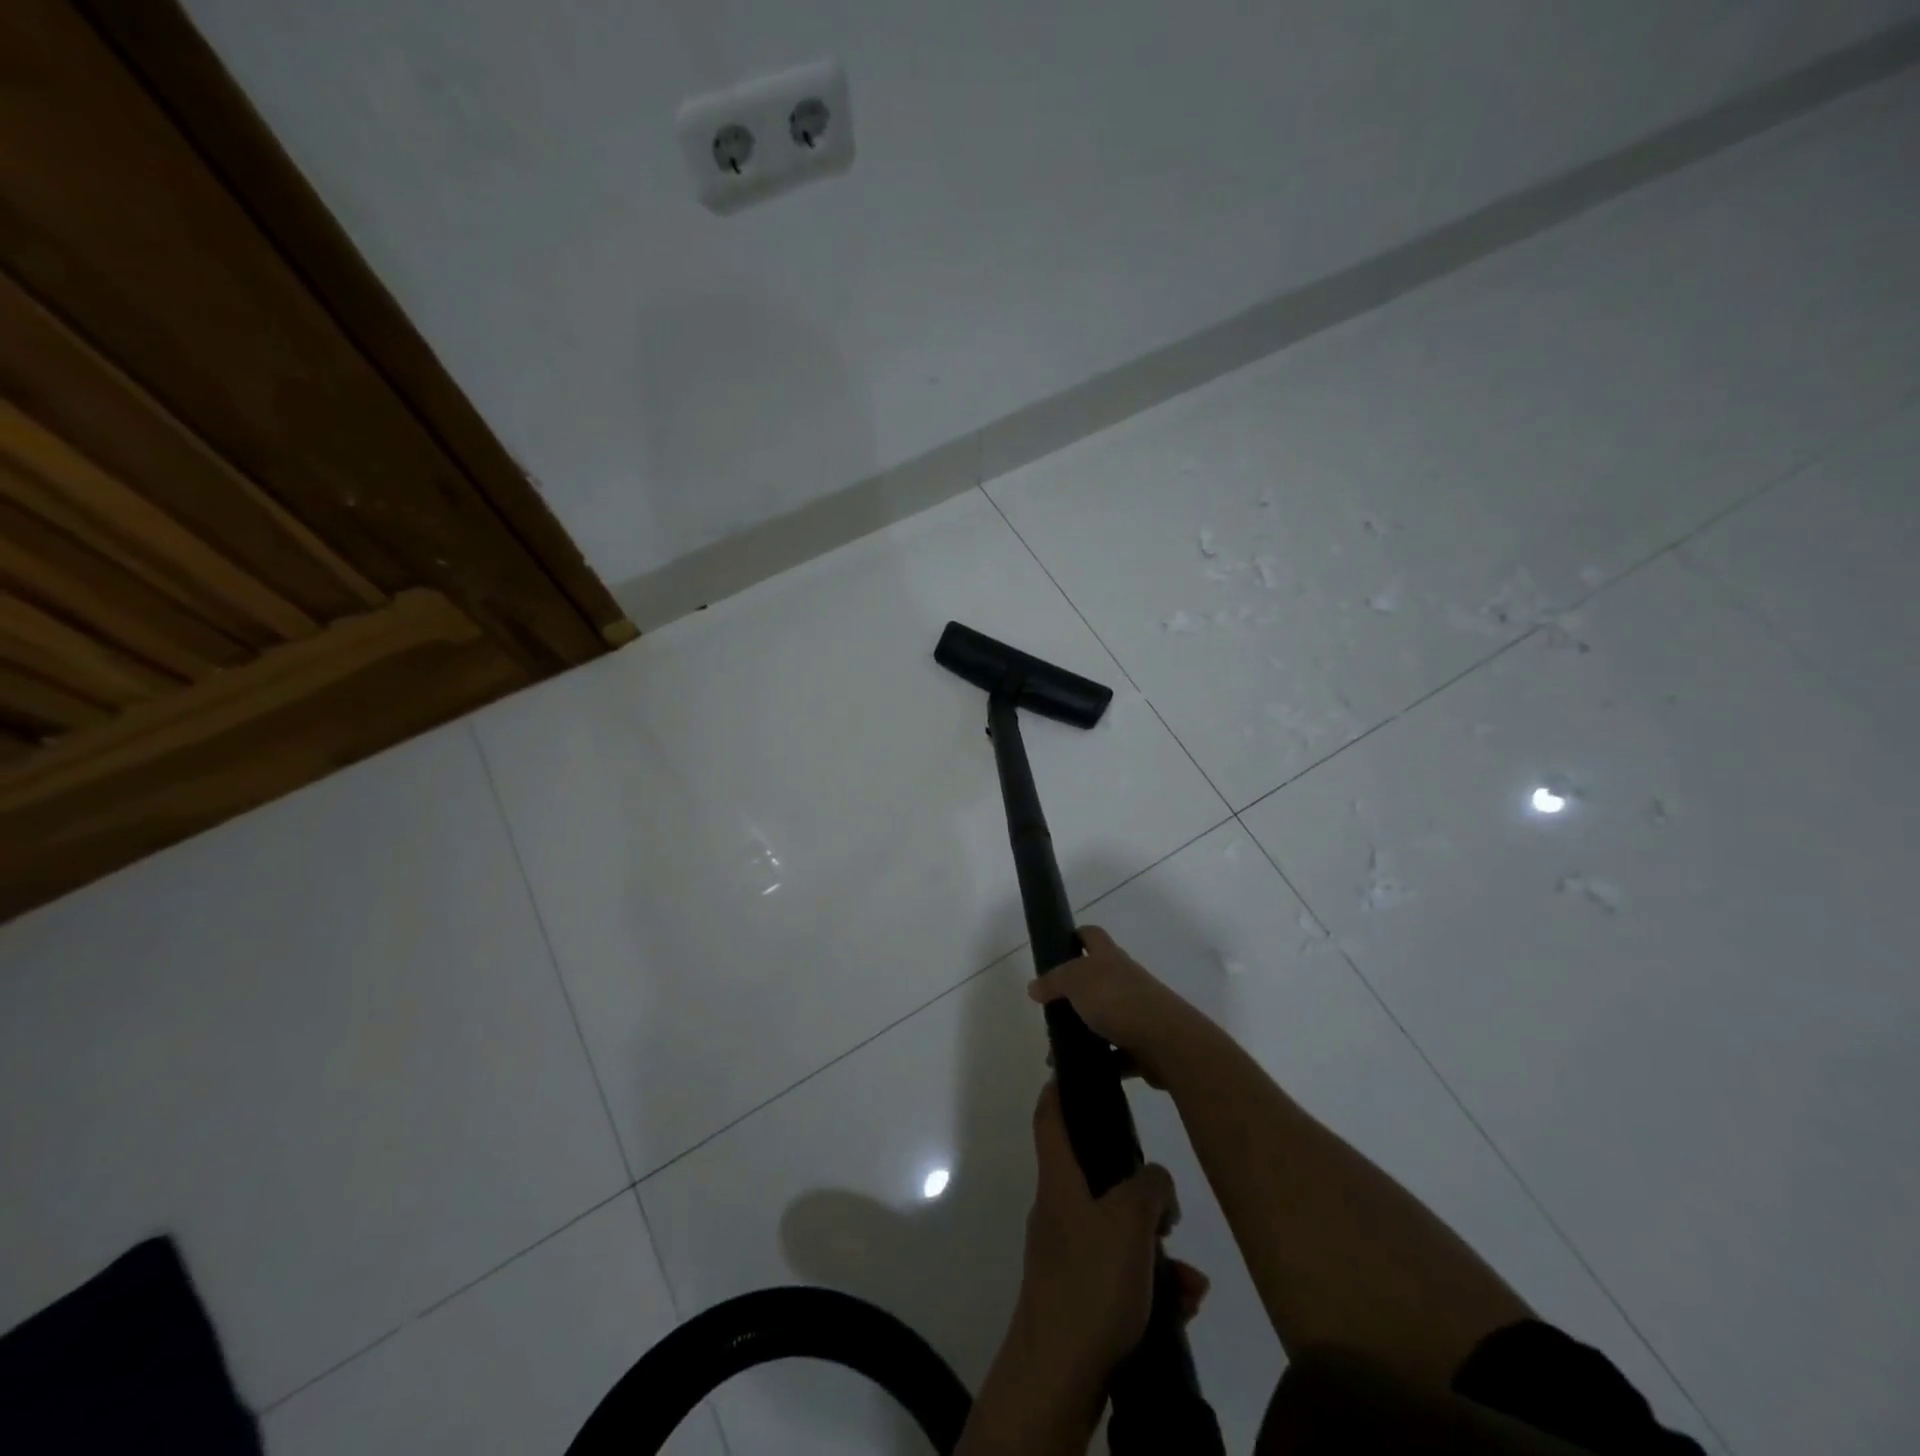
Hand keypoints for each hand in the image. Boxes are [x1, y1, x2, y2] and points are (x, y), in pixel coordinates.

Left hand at [1015, 1081, 1208, 1391]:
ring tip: (1190, 1278)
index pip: (1049, 1114)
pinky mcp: (1082, 1296)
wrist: (1058, 1377)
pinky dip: (1153, 1285)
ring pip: (1118, 1231)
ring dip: (1157, 1250)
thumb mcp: (1129, 1222)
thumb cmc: (1089, 1284)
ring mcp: (1068, 1254)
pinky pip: (1123, 1274)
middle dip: (1139, 1190)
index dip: (1060, 1086)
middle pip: (1095, 1175)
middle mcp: (1059, 1209)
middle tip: (1169, 1209)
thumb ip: (1149, 1186)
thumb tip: (1154, 1181)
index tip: (1080, 1070)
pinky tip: (1185, 1305)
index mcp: (1059, 1180)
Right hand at [1028, 926, 1202, 1087]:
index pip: (1092, 935)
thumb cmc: (1118, 1001)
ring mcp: (1138, 1011)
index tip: (1059, 947)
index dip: (1076, 935)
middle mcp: (1126, 979)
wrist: (1167, 1042)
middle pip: (1097, 978)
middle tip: (1051, 1009)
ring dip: (1085, 1031)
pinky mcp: (1144, 1043)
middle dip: (1074, 993)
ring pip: (1106, 1017)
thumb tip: (1034, 986)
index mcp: (1110, 958)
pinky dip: (1103, 1061)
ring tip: (1059, 1050)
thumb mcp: (1076, 982)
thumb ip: (1053, 981)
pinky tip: (1084, 1070)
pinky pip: (1118, 1052)